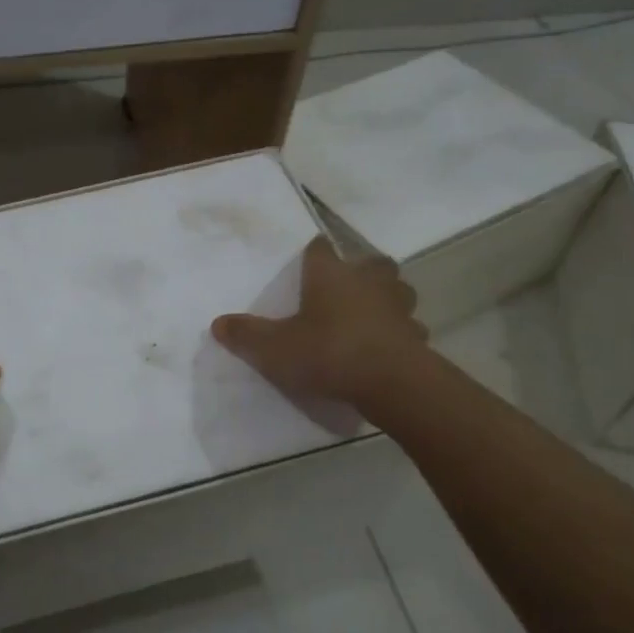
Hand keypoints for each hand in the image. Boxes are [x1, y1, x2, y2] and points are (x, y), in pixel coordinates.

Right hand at [211, 236, 427, 421]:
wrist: (391, 383)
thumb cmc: (327, 352)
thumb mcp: (274, 348)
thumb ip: (246, 335)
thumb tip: (218, 323)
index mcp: (330, 275)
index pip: (320, 250)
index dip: (314, 252)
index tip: (309, 255)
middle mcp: (367, 282)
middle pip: (370, 263)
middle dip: (360, 269)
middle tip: (346, 283)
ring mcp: (397, 307)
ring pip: (397, 291)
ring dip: (385, 297)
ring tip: (370, 311)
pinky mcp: (416, 336)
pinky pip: (407, 326)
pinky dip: (398, 331)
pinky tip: (386, 345)